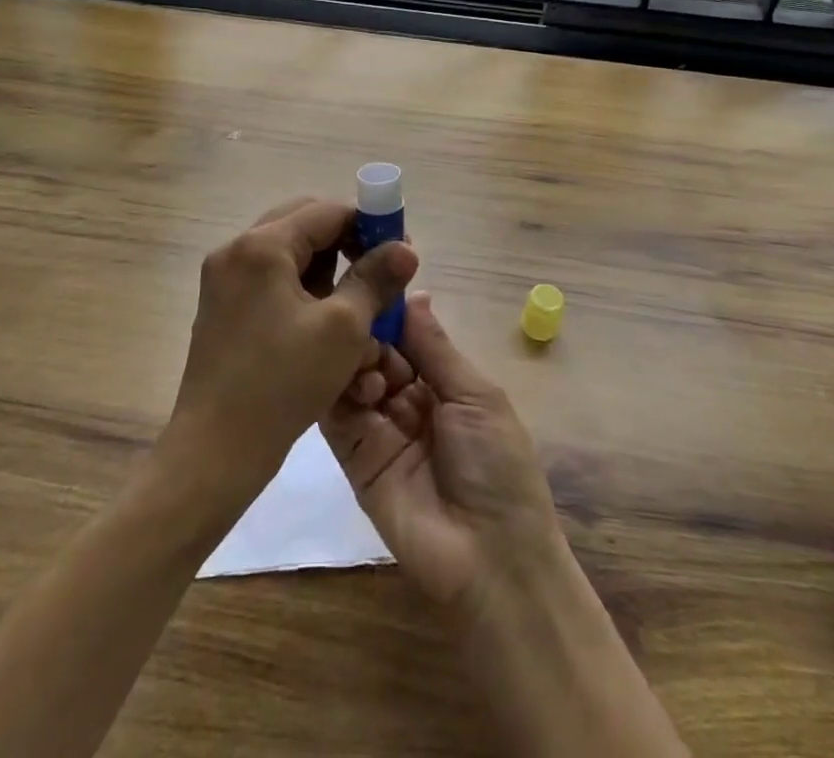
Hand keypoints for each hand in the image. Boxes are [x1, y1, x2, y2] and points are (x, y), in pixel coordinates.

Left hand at [163, 198, 418, 503]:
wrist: (215, 452)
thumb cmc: (283, 383)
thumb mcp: (343, 328)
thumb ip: (376, 279)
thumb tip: (405, 248)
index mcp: (261, 245)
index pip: (327, 211)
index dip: (369, 224)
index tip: (399, 251)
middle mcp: (236, 251)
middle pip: (305, 227)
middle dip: (348, 247)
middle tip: (379, 275)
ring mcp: (224, 280)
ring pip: (290, 257)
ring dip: (327, 274)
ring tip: (357, 309)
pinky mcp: (222, 309)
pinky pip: (272, 283)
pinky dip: (303, 294)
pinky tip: (326, 328)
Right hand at [321, 292, 561, 616]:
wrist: (489, 559)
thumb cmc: (497, 466)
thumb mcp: (476, 395)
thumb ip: (436, 346)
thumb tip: (415, 291)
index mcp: (443, 382)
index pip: (408, 334)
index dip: (392, 309)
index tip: (371, 275)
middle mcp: (408, 399)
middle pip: (378, 351)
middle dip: (371, 333)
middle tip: (366, 325)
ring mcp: (378, 427)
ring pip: (354, 376)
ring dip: (357, 359)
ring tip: (371, 365)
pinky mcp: (353, 456)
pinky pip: (336, 414)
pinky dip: (337, 389)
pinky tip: (351, 377)